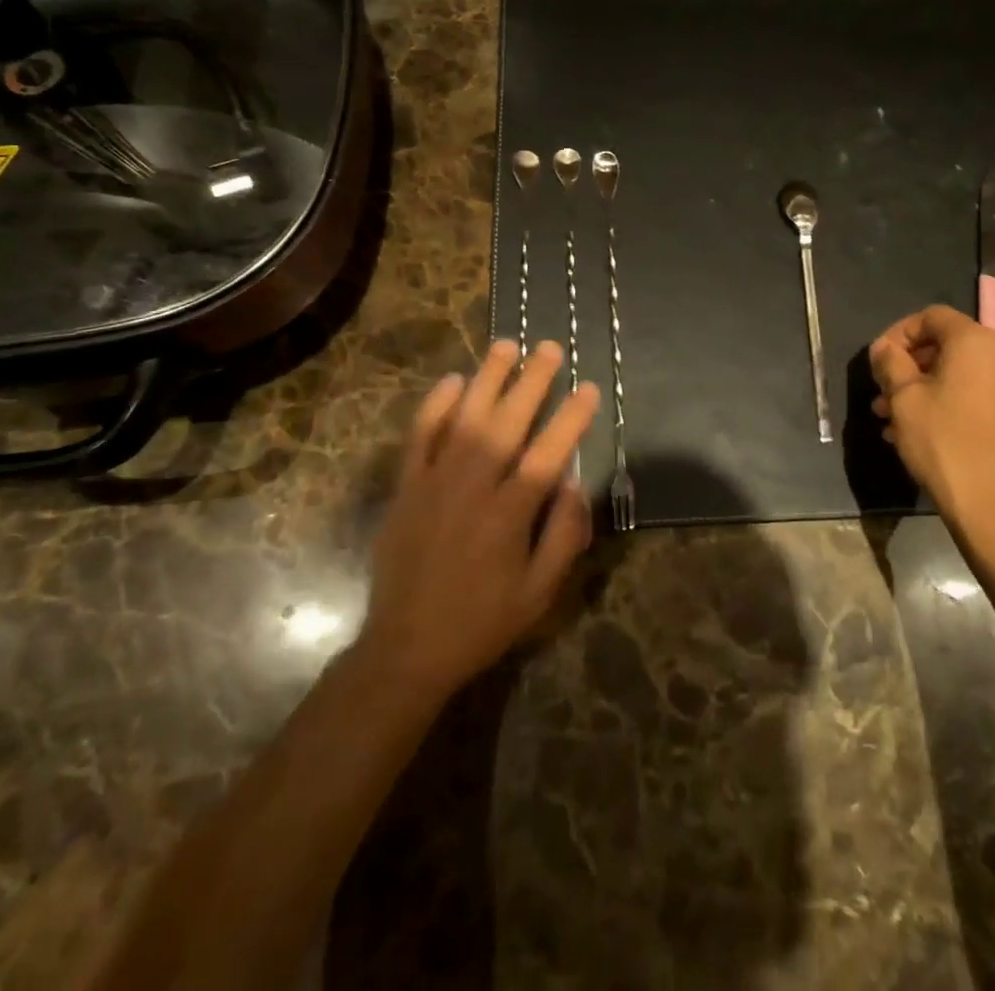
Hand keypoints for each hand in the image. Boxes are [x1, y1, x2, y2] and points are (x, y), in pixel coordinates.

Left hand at [361, 340, 598, 700]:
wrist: (405, 648)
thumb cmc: (481, 622)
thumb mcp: (539, 594)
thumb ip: (563, 536)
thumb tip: (575, 483)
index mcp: (509, 515)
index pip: (548, 454)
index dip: (571, 418)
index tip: (588, 388)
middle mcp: (472, 488)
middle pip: (506, 423)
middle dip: (532, 382)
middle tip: (549, 348)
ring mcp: (433, 483)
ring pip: (463, 419)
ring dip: (487, 379)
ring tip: (506, 345)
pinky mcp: (406, 488)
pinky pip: (419, 437)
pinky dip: (434, 406)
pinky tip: (453, 381)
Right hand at [869, 305, 994, 570]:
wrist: (991, 504)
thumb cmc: (942, 440)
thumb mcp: (903, 396)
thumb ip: (890, 362)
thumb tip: (884, 348)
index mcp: (976, 342)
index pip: (931, 316)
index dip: (898, 332)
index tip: (878, 360)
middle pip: (944, 344)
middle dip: (907, 364)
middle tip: (880, 390)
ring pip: (954, 373)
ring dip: (918, 387)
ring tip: (887, 416)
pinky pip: (969, 395)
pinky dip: (940, 402)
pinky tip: (912, 431)